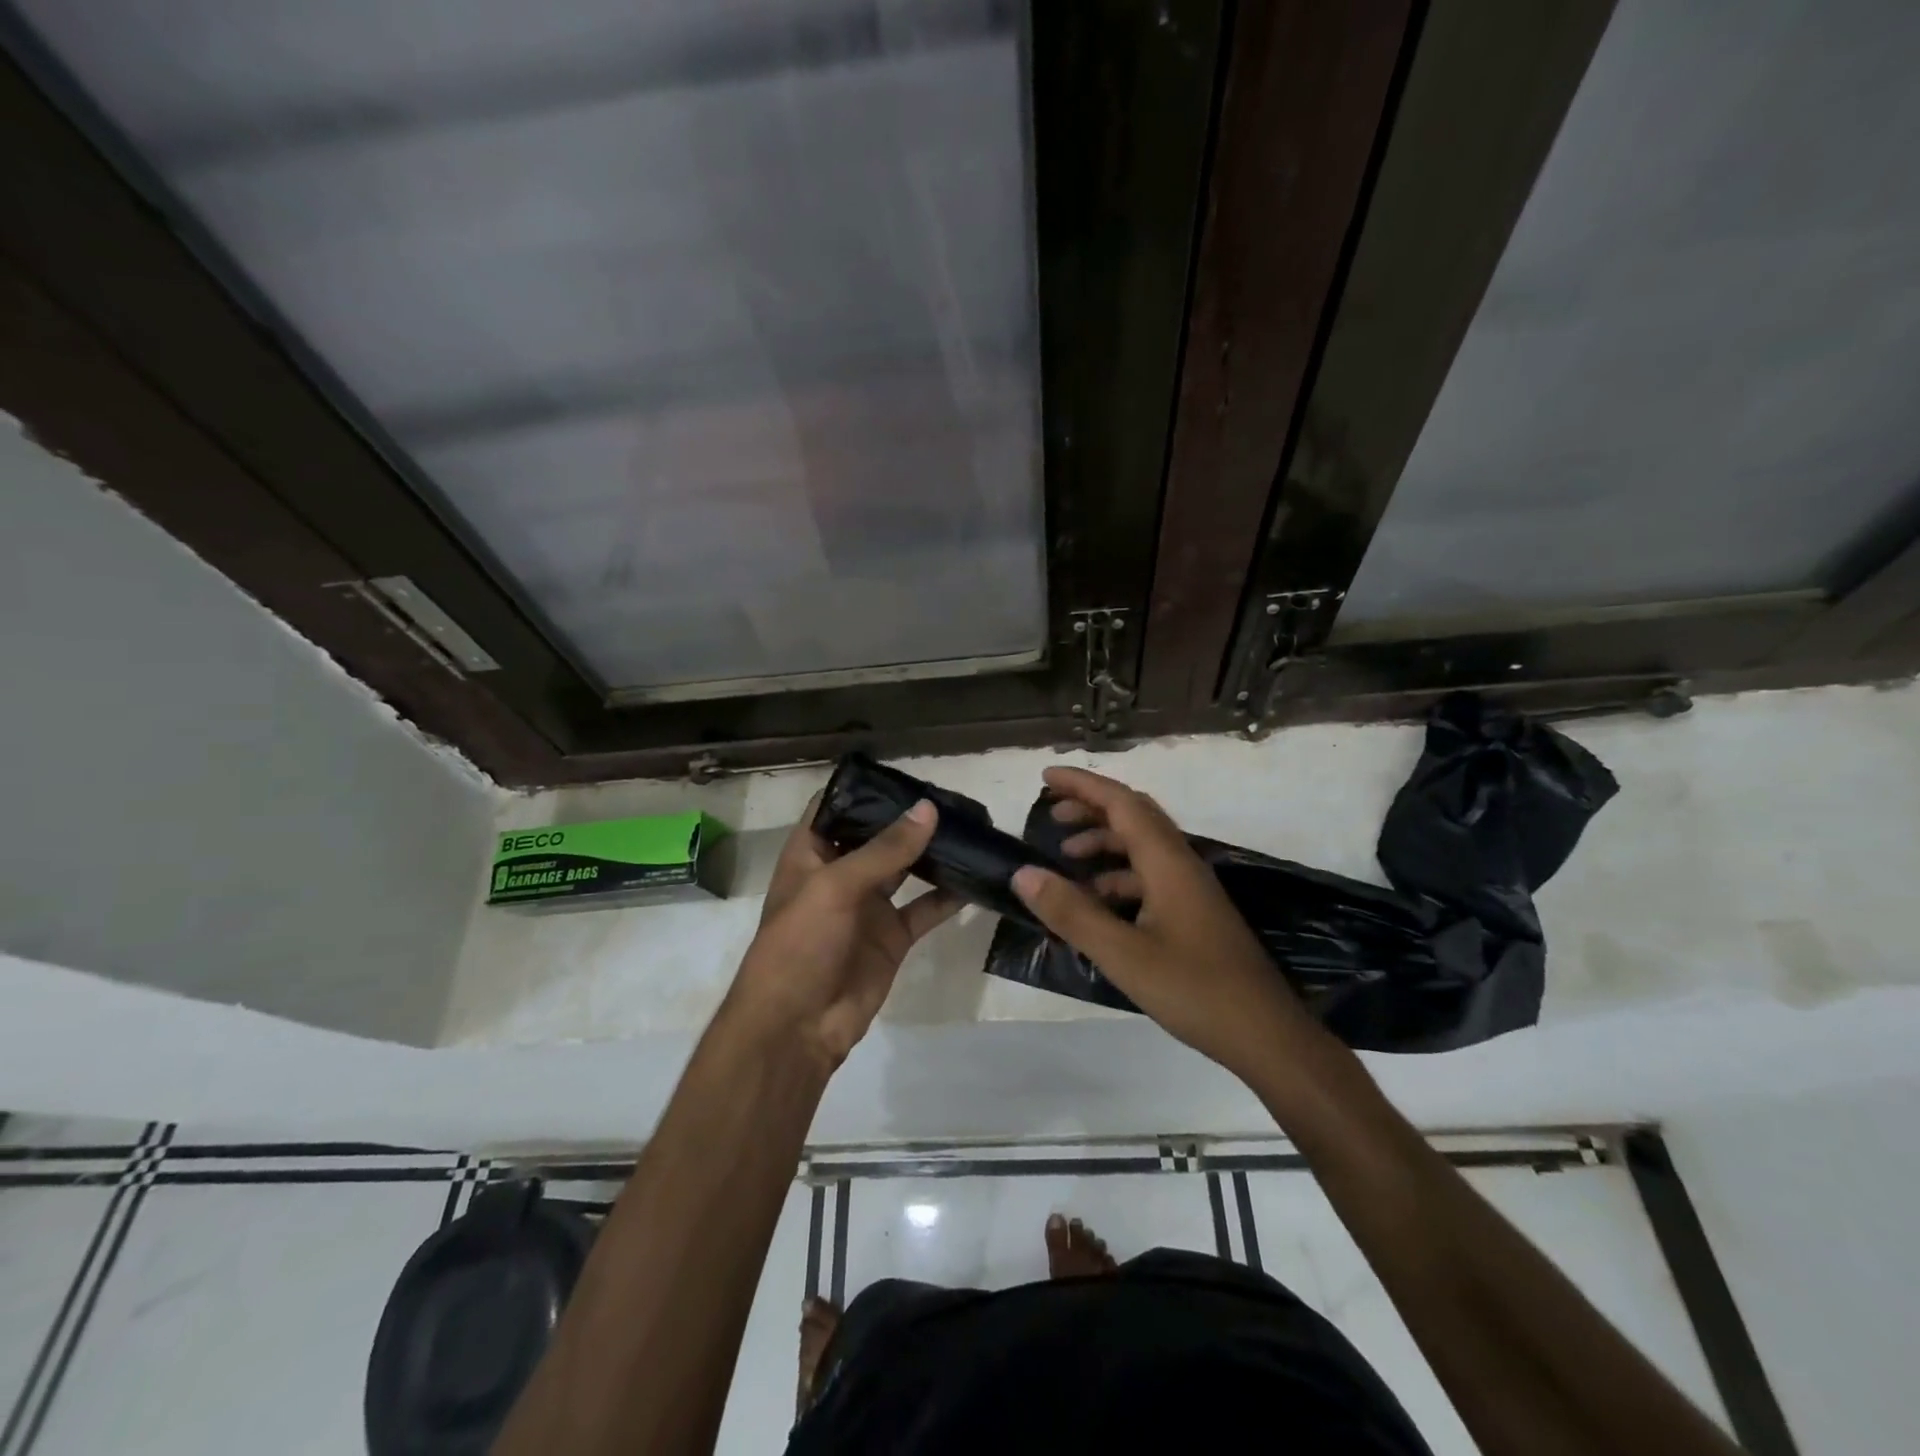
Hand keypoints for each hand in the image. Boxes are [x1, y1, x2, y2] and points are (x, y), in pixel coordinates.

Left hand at [725, 798, 960, 1069]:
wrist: (797, 1028)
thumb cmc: (800, 944)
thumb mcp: (836, 887)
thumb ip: (885, 849)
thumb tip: (928, 809)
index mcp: (811, 854)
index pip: (834, 807)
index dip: (863, 788)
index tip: (904, 773)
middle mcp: (840, 874)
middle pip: (877, 836)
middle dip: (909, 818)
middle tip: (954, 798)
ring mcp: (868, 906)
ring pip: (906, 869)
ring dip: (933, 852)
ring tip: (971, 828)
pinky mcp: (892, 937)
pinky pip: (925, 908)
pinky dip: (949, 895)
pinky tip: (977, 877)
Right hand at [1010, 766, 1305, 1082]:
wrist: (1265, 1035)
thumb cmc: (1194, 989)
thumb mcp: (1123, 954)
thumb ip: (1072, 913)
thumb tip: (1023, 873)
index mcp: (1167, 862)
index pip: (1121, 803)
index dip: (1083, 785)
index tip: (1046, 776)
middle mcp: (1181, 864)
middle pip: (1134, 817)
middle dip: (1091, 808)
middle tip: (1051, 815)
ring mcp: (1191, 890)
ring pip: (1141, 848)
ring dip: (1103, 844)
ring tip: (1066, 861)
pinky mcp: (1194, 914)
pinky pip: (1149, 877)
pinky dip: (1117, 877)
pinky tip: (1097, 904)